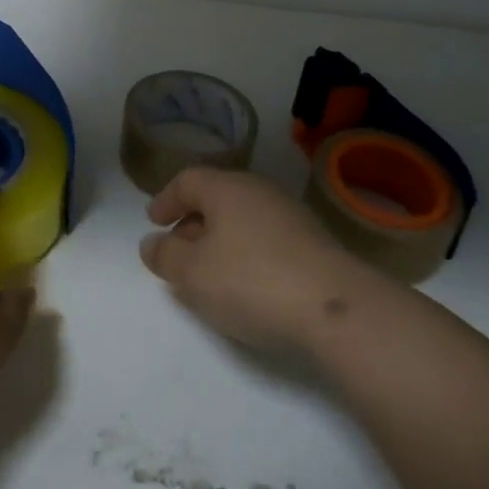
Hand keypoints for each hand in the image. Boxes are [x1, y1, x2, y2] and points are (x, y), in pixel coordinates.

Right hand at [140, 167, 369, 353]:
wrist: (336, 308)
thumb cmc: (251, 281)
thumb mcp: (193, 273)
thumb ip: (165, 256)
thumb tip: (152, 244)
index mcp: (227, 188)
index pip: (188, 180)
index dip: (166, 199)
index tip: (154, 222)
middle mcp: (259, 191)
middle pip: (217, 198)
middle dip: (192, 223)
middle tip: (178, 252)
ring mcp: (291, 216)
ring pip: (243, 220)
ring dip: (220, 241)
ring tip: (210, 275)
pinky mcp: (314, 244)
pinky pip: (267, 240)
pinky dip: (247, 255)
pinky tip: (247, 287)